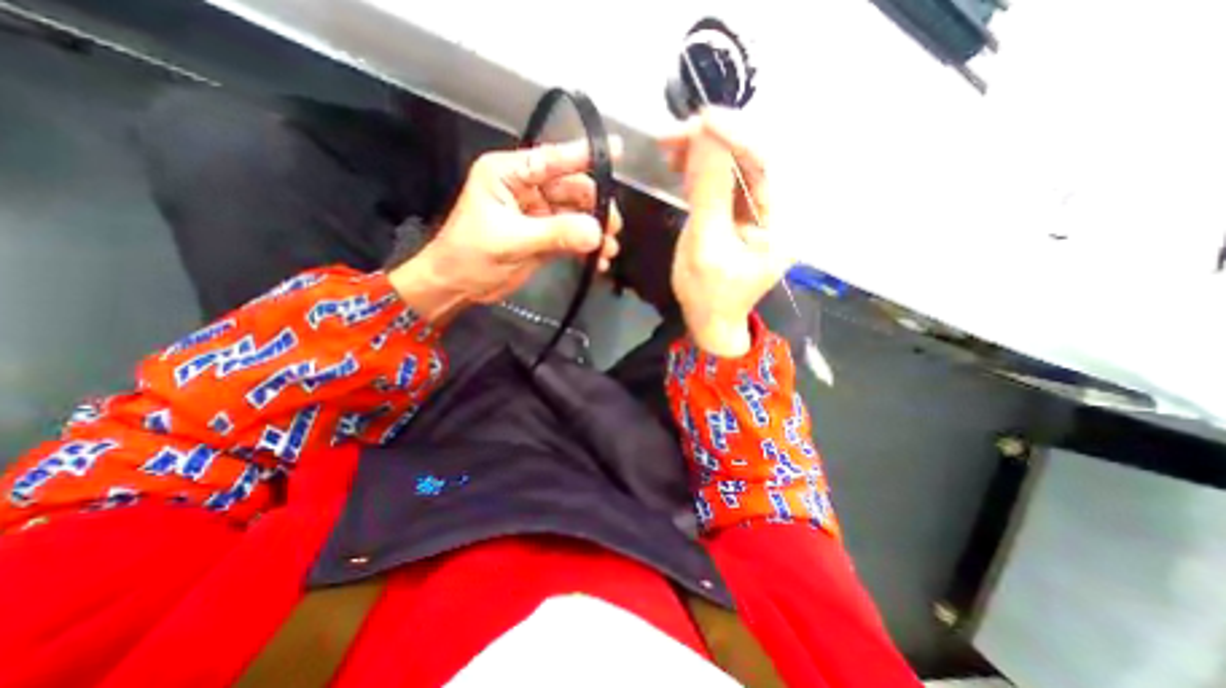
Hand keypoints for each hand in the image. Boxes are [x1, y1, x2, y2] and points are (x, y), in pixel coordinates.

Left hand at [393, 139, 623, 322]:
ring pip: (576, 214)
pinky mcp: (545, 236)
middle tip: (613, 226)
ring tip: (609, 249)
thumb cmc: (470, 255)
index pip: (551, 160)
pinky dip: (587, 248)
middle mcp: (526, 189)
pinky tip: (598, 261)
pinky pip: (573, 236)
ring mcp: (537, 214)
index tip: (617, 149)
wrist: (458, 286)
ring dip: (595, 230)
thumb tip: (597, 232)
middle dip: (595, 205)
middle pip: (571, 188)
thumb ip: (554, 234)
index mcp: (509, 175)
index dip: (583, 155)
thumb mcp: (511, 241)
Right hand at [667, 110, 789, 357]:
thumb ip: (708, 193)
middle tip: (674, 135)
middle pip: (753, 158)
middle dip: (715, 140)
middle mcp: (777, 209)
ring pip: (735, 165)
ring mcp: (758, 210)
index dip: (738, 136)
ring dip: (703, 151)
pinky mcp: (738, 213)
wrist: (709, 320)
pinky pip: (723, 180)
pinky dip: (701, 168)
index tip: (702, 121)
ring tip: (669, 145)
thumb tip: (706, 138)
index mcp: (782, 222)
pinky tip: (680, 162)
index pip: (770, 163)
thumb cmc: (708, 295)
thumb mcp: (705, 247)